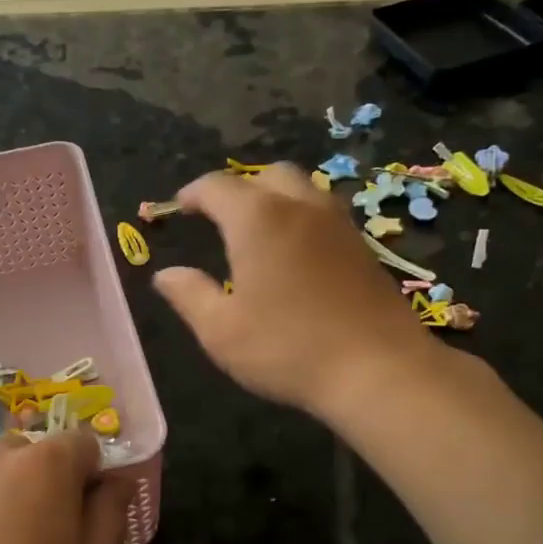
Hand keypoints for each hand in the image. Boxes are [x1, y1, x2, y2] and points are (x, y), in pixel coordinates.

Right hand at [152, 163, 439, 420]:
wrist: (378, 368)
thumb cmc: (287, 348)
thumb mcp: (221, 330)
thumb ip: (189, 295)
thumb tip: (164, 274)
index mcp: (257, 219)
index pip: (217, 187)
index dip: (193, 193)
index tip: (179, 207)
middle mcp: (300, 207)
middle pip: (267, 175)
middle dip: (239, 188)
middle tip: (221, 217)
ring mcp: (338, 224)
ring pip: (303, 189)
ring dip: (275, 199)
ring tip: (258, 232)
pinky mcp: (364, 246)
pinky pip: (325, 214)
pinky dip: (302, 219)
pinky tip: (296, 254)